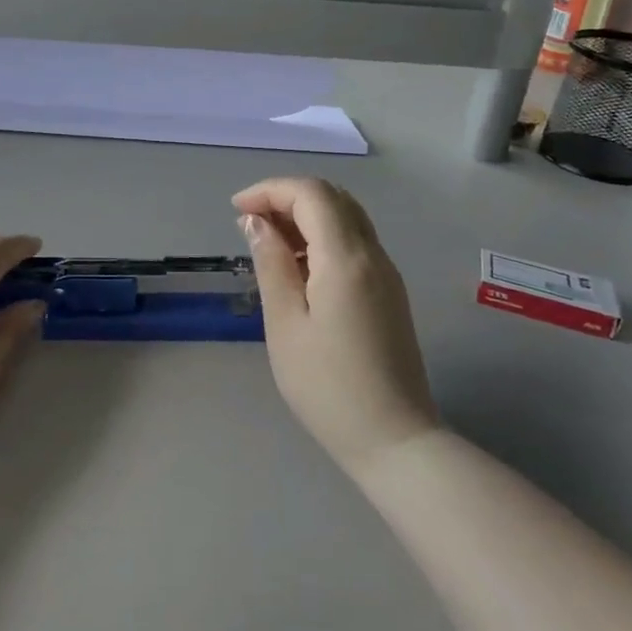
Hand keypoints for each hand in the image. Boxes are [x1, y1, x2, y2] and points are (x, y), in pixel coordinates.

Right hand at [234, 178, 436, 474]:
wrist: (395, 440)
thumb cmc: (328, 387)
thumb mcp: (285, 324)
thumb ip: (272, 264)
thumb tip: (256, 222)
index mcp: (346, 259)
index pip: (311, 194)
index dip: (270, 190)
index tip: (236, 211)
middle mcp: (373, 255)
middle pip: (333, 198)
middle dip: (287, 198)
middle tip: (250, 224)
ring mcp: (386, 274)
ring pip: (346, 218)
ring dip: (305, 216)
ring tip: (268, 244)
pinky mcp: (389, 293)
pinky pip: (354, 243)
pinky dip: (322, 237)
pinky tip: (298, 267)